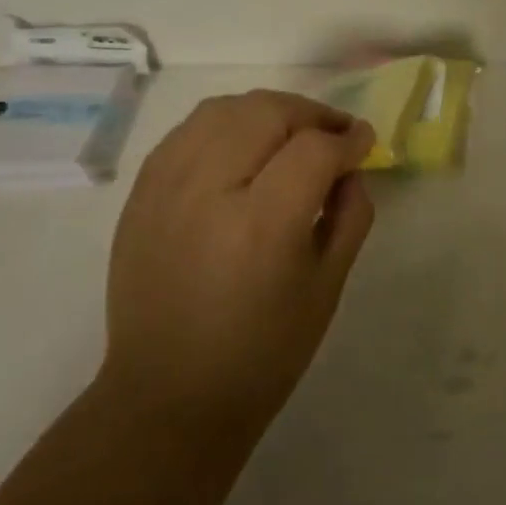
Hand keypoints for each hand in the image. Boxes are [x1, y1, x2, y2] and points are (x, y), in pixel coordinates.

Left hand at [104, 90, 375, 441]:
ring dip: (267, 112)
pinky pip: (187, 131)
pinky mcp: (140, 195)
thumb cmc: (264, 352)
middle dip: (311, 114)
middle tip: (334, 135)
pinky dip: (225, 125)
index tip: (365, 143)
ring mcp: (165, 189)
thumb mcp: (328, 286)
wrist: (170, 395)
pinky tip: (243, 148)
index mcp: (262, 224)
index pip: (314, 149)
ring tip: (290, 134)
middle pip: (266, 112)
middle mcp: (208, 192)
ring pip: (222, 110)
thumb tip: (351, 168)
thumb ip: (351, 215)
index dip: (349, 139)